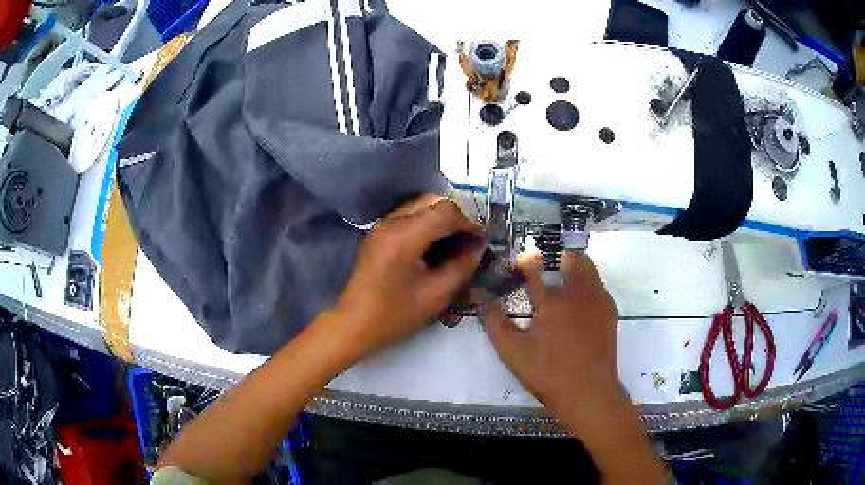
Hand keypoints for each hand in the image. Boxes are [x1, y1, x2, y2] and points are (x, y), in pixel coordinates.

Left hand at [331, 194, 484, 361]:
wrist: (353, 324)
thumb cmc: (394, 315)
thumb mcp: (436, 295)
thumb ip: (461, 266)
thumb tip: (477, 247)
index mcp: (404, 236)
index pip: (445, 211)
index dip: (469, 222)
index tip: (482, 240)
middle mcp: (391, 222)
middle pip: (432, 201)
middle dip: (456, 216)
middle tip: (469, 240)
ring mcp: (382, 226)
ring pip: (420, 206)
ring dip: (441, 219)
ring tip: (455, 243)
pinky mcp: (378, 233)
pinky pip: (409, 216)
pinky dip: (427, 224)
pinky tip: (435, 246)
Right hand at [483, 252, 620, 417]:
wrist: (588, 392)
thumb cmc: (548, 373)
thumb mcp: (513, 353)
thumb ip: (495, 323)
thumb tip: (483, 300)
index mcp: (551, 302)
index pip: (534, 267)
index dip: (524, 260)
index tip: (517, 262)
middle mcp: (577, 293)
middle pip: (572, 258)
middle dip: (557, 256)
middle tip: (545, 268)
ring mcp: (597, 301)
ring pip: (589, 268)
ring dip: (574, 267)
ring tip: (561, 282)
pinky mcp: (609, 312)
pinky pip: (598, 286)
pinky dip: (587, 285)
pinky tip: (579, 305)